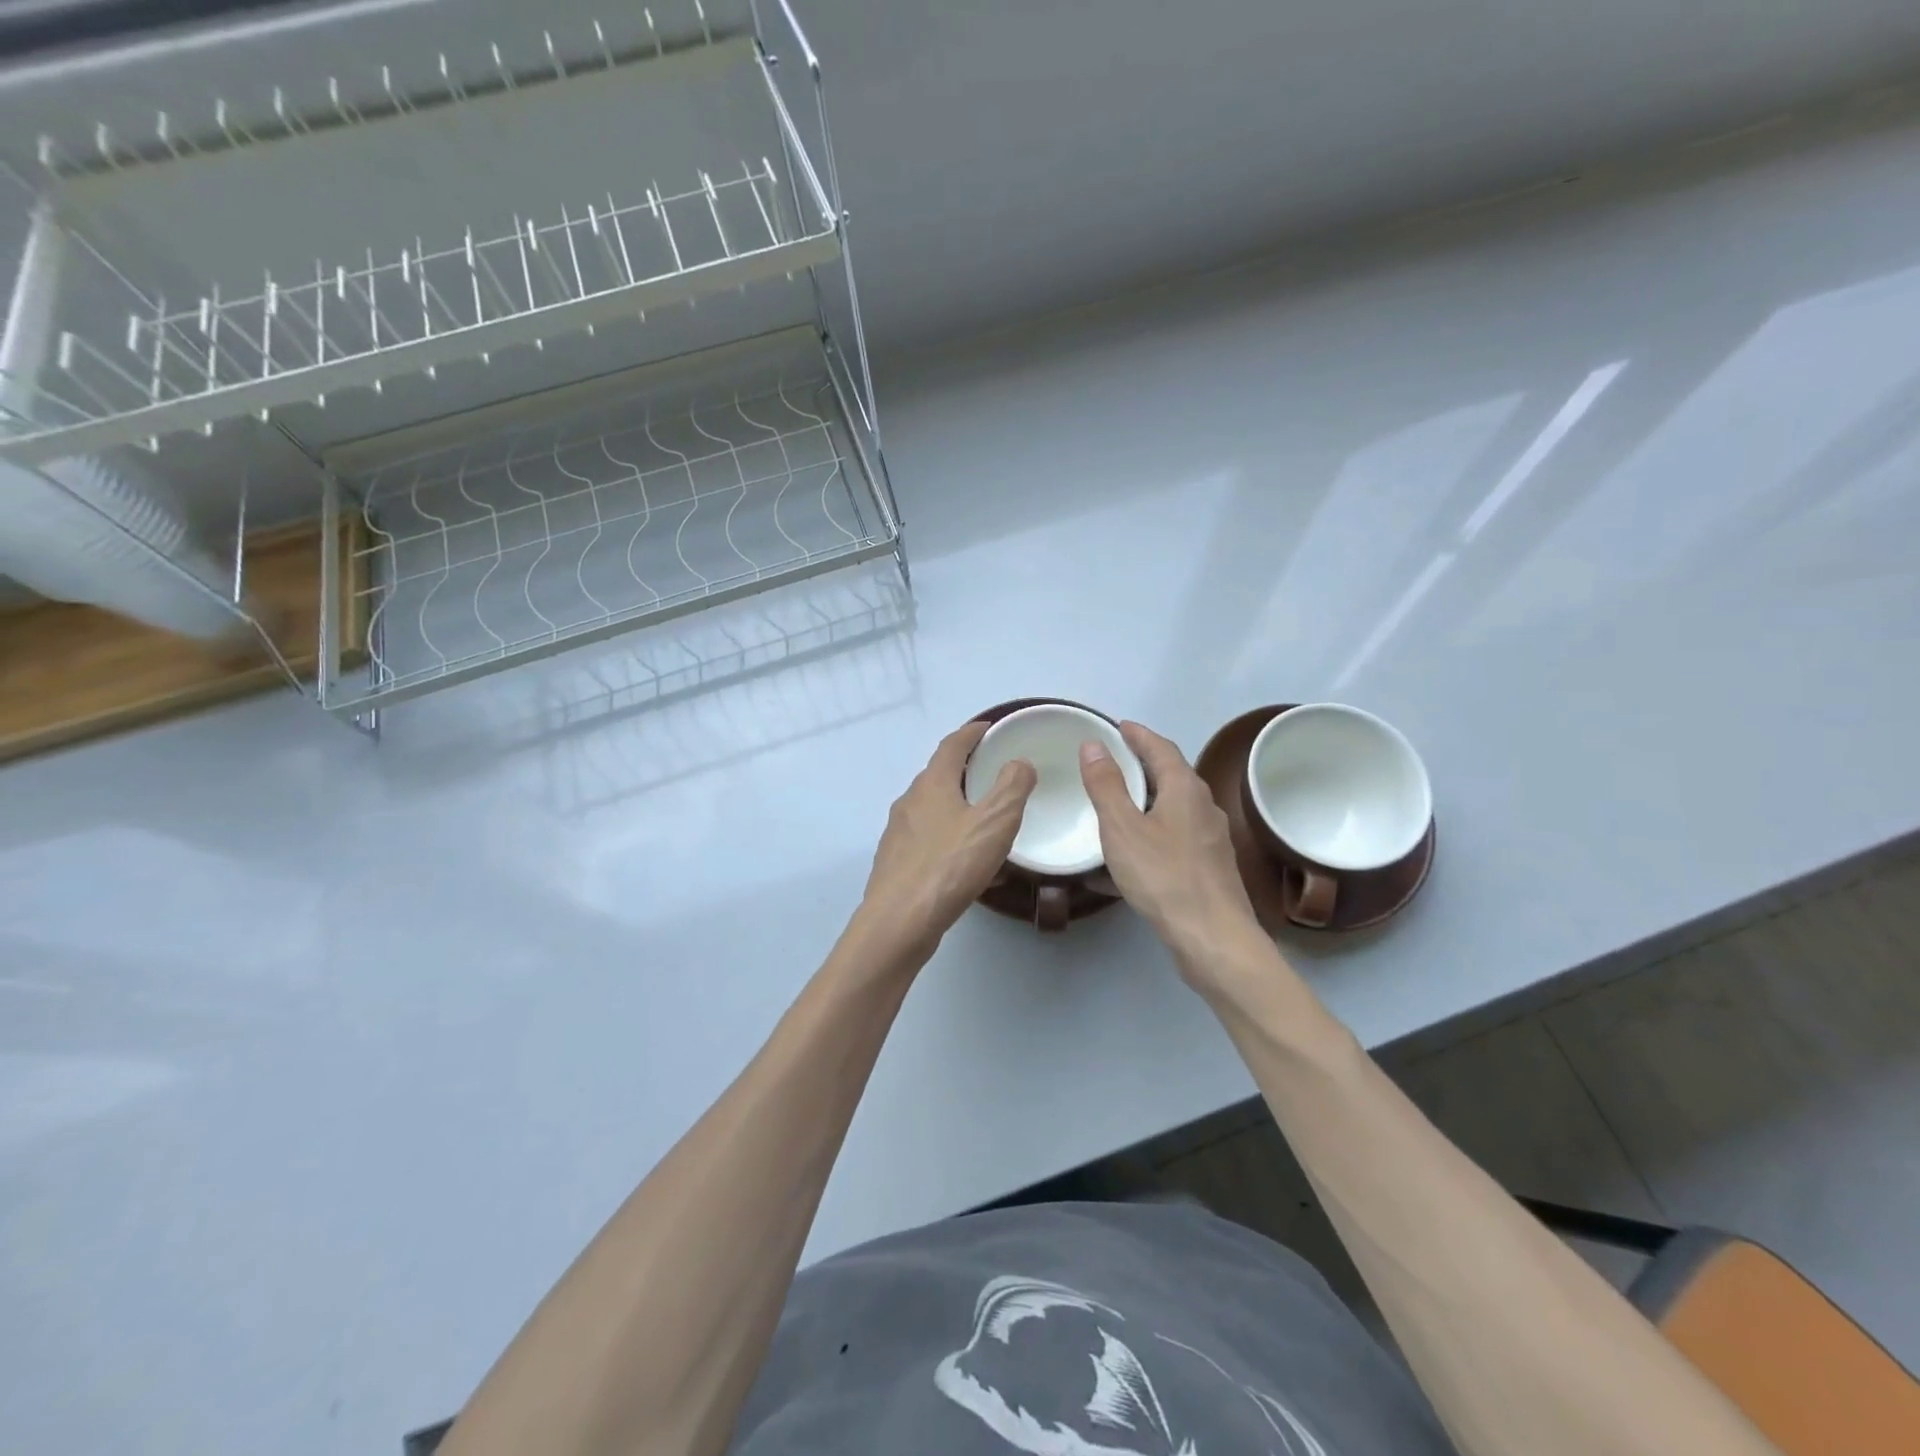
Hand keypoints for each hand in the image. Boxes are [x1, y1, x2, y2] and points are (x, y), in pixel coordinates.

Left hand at [854, 720, 1036, 964]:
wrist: (900, 921)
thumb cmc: (950, 866)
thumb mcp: (995, 822)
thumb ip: (1012, 788)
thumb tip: (1019, 763)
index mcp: (932, 784)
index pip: (952, 745)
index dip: (971, 733)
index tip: (989, 728)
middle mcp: (909, 802)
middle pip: (938, 775)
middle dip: (965, 770)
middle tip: (993, 773)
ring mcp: (898, 833)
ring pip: (932, 809)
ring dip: (956, 805)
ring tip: (983, 818)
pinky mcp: (895, 863)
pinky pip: (927, 839)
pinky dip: (948, 837)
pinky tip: (965, 861)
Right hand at [1080, 721, 1268, 985]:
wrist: (1212, 937)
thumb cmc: (1163, 876)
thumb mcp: (1122, 827)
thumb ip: (1106, 785)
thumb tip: (1094, 745)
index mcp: (1185, 789)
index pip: (1161, 748)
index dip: (1139, 735)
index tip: (1119, 726)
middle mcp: (1204, 806)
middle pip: (1172, 775)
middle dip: (1143, 764)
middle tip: (1114, 760)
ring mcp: (1211, 839)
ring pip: (1174, 808)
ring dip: (1147, 800)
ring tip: (1118, 803)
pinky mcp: (1209, 867)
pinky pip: (1174, 837)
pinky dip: (1151, 832)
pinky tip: (1131, 854)